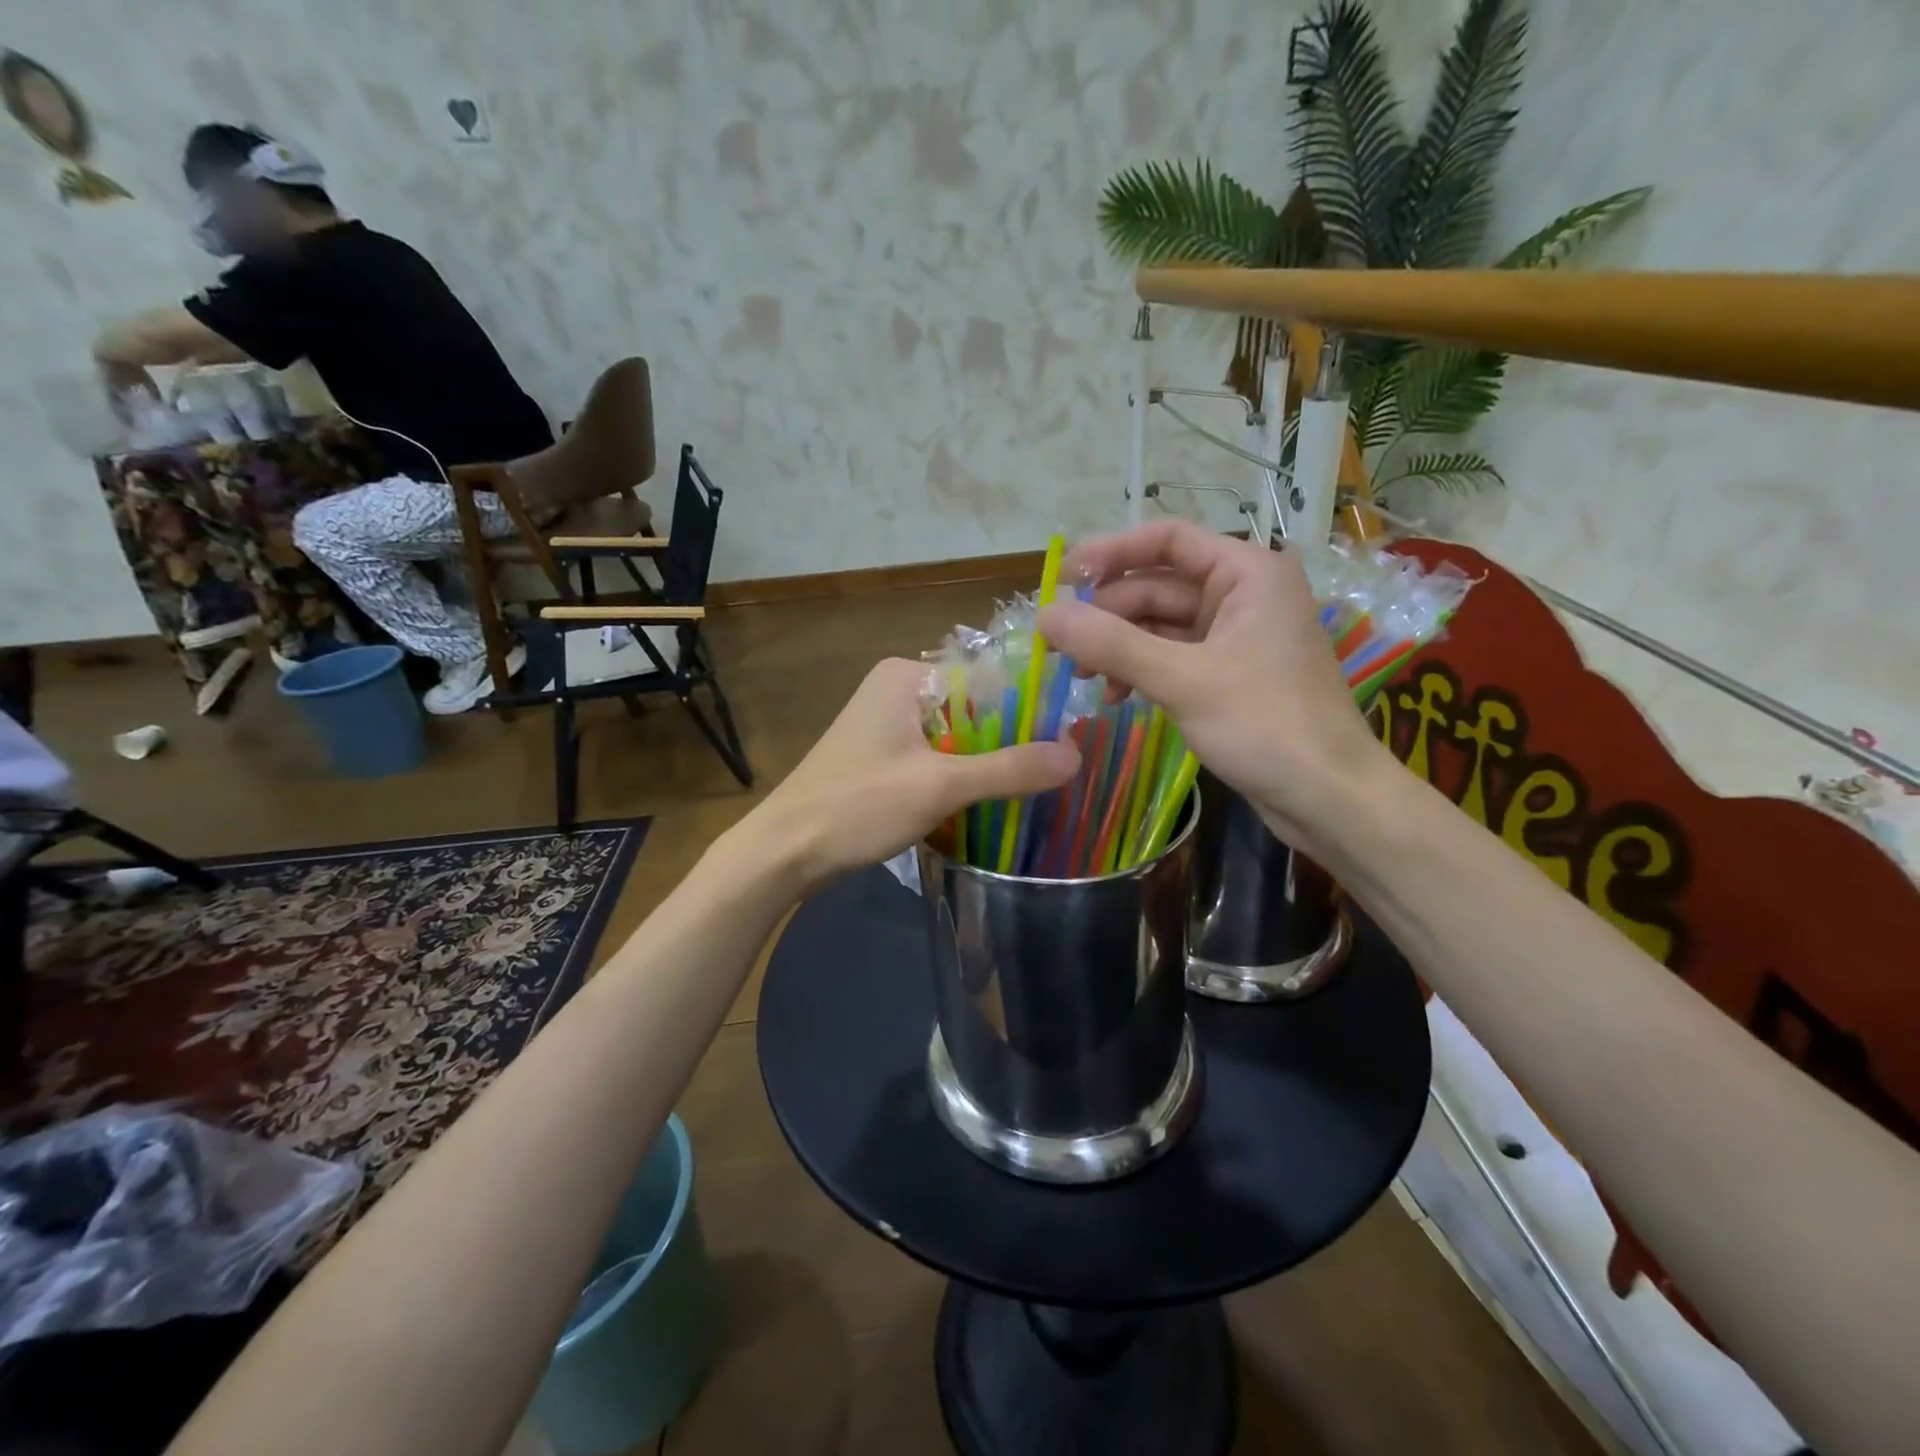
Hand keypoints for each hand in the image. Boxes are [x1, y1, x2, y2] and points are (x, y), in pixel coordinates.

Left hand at [744, 658, 1078, 893]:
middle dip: (1008, 741)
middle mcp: (896, 691)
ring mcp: (885, 726)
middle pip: (973, 709)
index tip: (1066, 739)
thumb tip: (1076, 754)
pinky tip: (987, 803)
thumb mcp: (940, 786)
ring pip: (956, 738)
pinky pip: (935, 758)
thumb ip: (1009, 770)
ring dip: (985, 764)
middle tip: (1056, 771)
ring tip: (1033, 789)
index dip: (1027, 708)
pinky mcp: (880, 759)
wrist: (784, 852)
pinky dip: (958, 778)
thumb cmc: (858, 806)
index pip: (987, 678)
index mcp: (907, 676)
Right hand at [1038, 520, 1394, 858]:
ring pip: (1160, 625)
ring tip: (1079, 677)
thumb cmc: (1266, 725)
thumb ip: (1110, 645)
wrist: (1329, 797)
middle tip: (1058, 646)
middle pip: (1157, 586)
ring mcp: (1235, 637)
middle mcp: (1242, 595)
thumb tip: (1044, 616)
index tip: (1063, 579)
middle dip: (1107, 614)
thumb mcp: (1182, 680)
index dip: (1112, 552)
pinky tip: (1113, 695)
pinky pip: (1171, 657)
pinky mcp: (1228, 675)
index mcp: (1247, 573)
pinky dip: (1139, 670)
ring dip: (1118, 647)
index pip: (1168, 540)